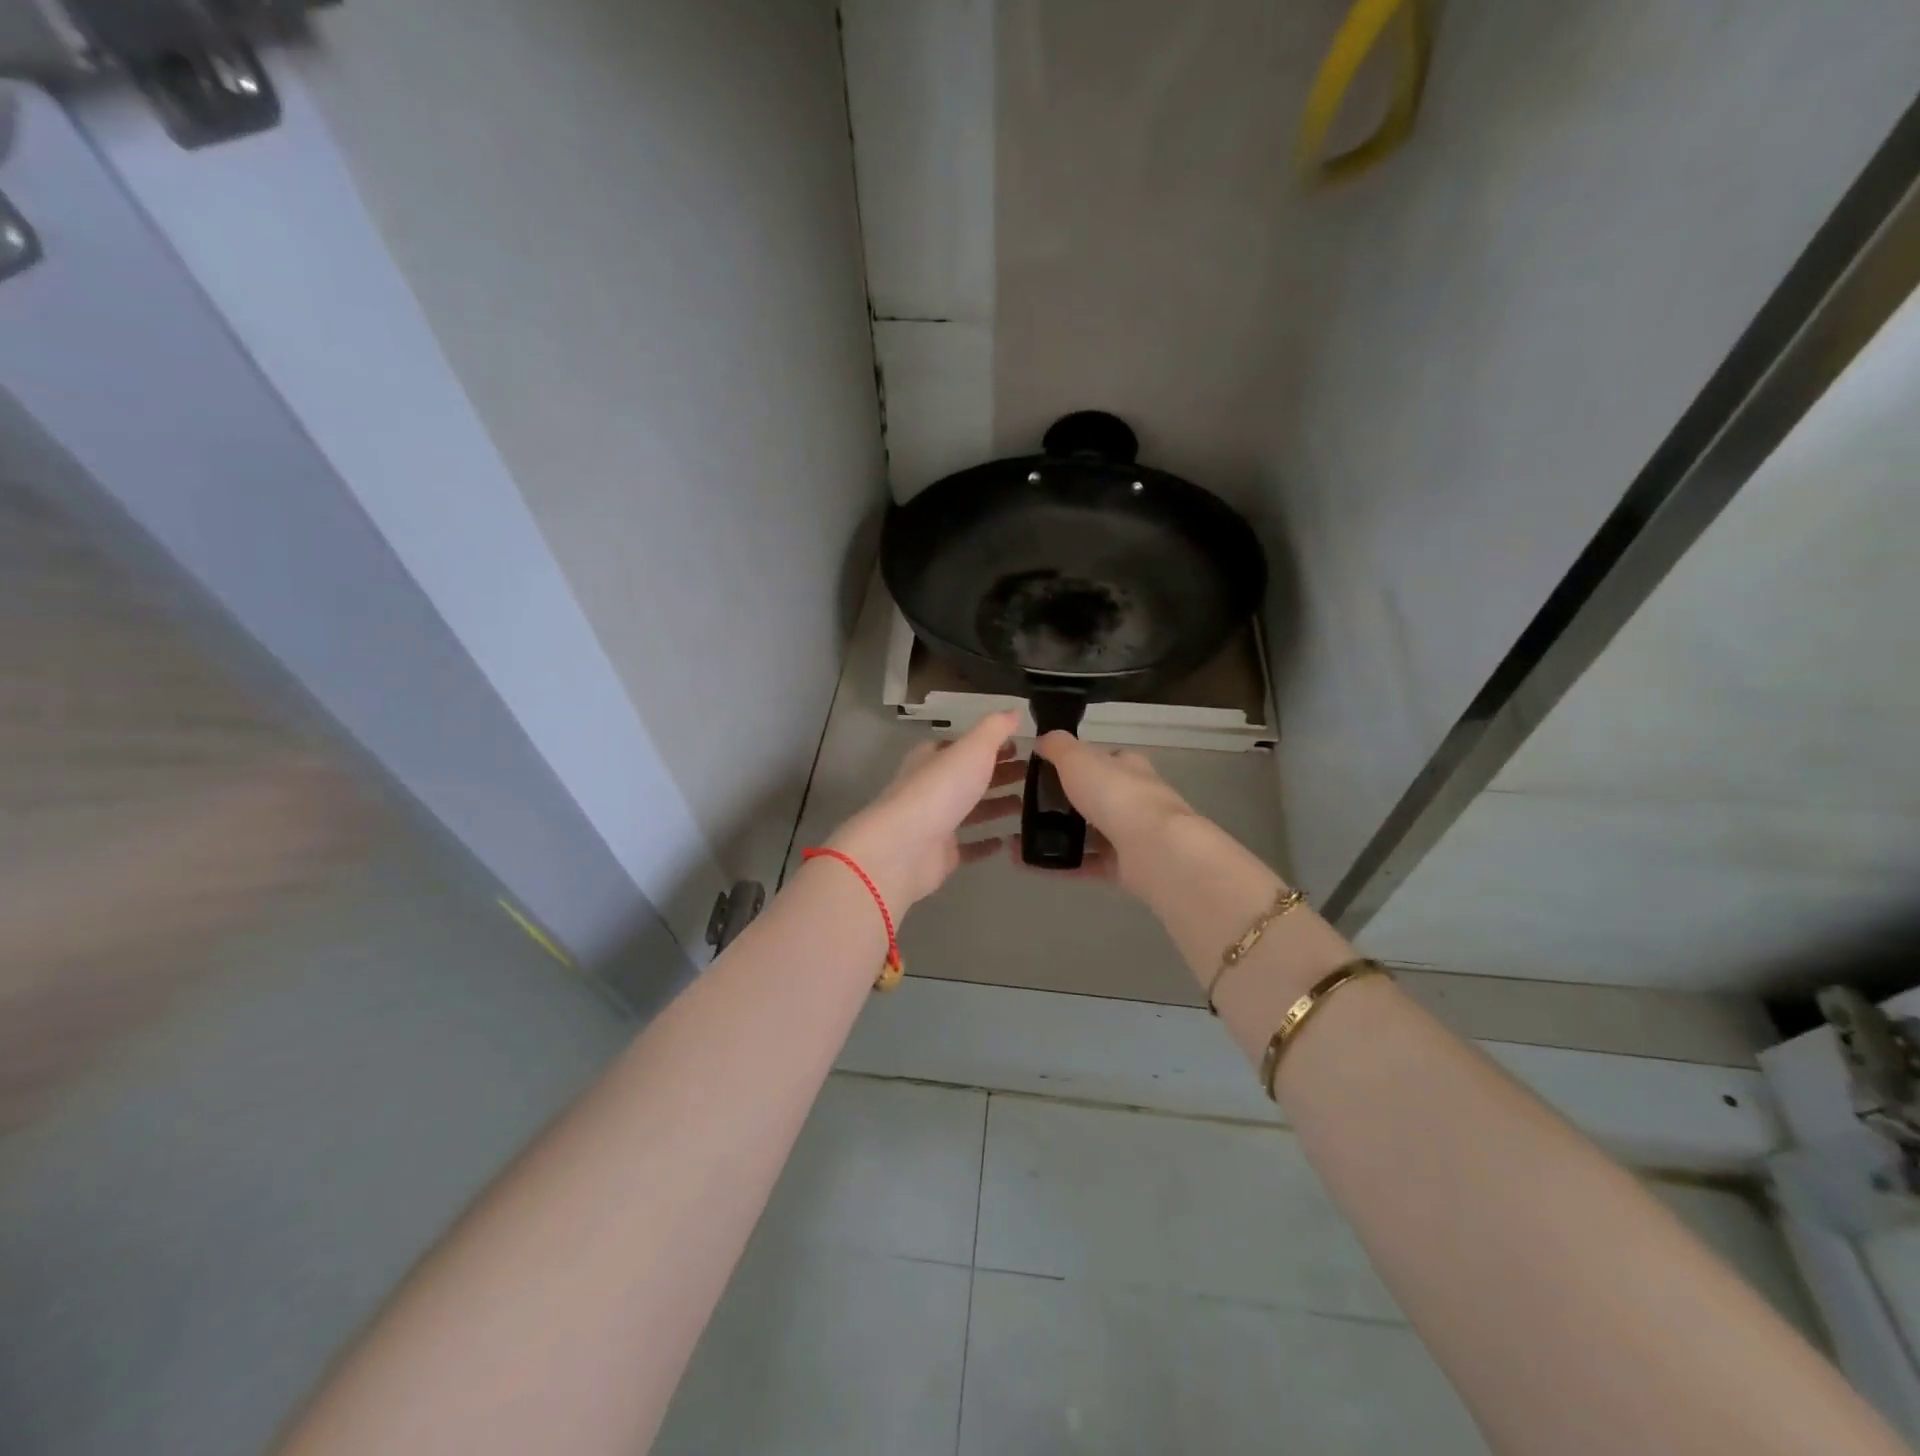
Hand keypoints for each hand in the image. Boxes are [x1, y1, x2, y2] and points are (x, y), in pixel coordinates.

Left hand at [827, 712, 1024, 911]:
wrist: (905, 848)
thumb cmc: (940, 790)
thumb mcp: (972, 748)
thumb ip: (995, 729)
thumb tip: (1015, 711)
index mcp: (933, 758)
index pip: (963, 746)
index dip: (990, 745)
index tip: (1021, 746)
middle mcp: (932, 788)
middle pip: (969, 777)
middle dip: (998, 774)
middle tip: (1033, 774)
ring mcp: (935, 822)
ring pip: (971, 810)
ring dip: (997, 806)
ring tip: (1028, 805)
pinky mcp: (941, 854)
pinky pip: (969, 846)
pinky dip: (987, 842)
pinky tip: (1009, 840)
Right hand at [1017, 732, 1199, 894]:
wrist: (1152, 848)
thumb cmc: (1114, 794)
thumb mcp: (1077, 758)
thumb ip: (1058, 746)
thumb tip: (1042, 739)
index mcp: (1127, 767)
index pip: (1102, 760)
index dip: (1076, 762)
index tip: (1046, 771)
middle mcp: (1134, 798)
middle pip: (1096, 797)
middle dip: (1065, 803)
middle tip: (1028, 807)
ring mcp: (1132, 834)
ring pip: (1090, 834)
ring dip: (1059, 836)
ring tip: (1022, 839)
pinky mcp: (1125, 866)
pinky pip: (1086, 864)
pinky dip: (1060, 865)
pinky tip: (1031, 864)